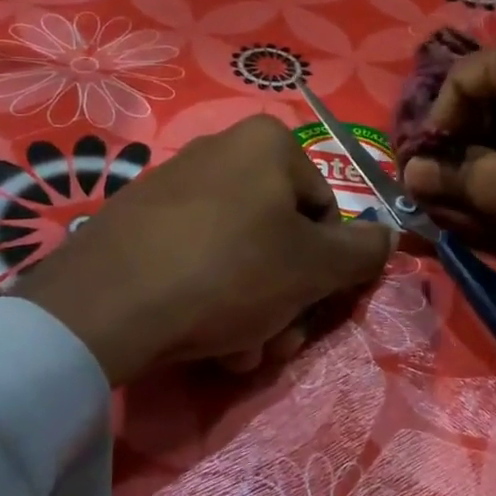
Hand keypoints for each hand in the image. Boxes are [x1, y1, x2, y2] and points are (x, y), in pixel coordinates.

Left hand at [14, 116, 394, 386]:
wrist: (106, 303)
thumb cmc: (231, 271)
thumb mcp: (314, 267)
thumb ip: (363, 251)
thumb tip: (389, 236)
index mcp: (267, 143)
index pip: (325, 210)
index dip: (327, 267)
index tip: (310, 308)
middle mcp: (220, 149)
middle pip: (279, 234)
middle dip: (285, 296)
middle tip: (274, 341)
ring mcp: (172, 183)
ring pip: (238, 252)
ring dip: (251, 307)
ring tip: (236, 352)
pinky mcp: (136, 219)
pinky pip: (194, 256)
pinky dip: (208, 296)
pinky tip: (200, 338)